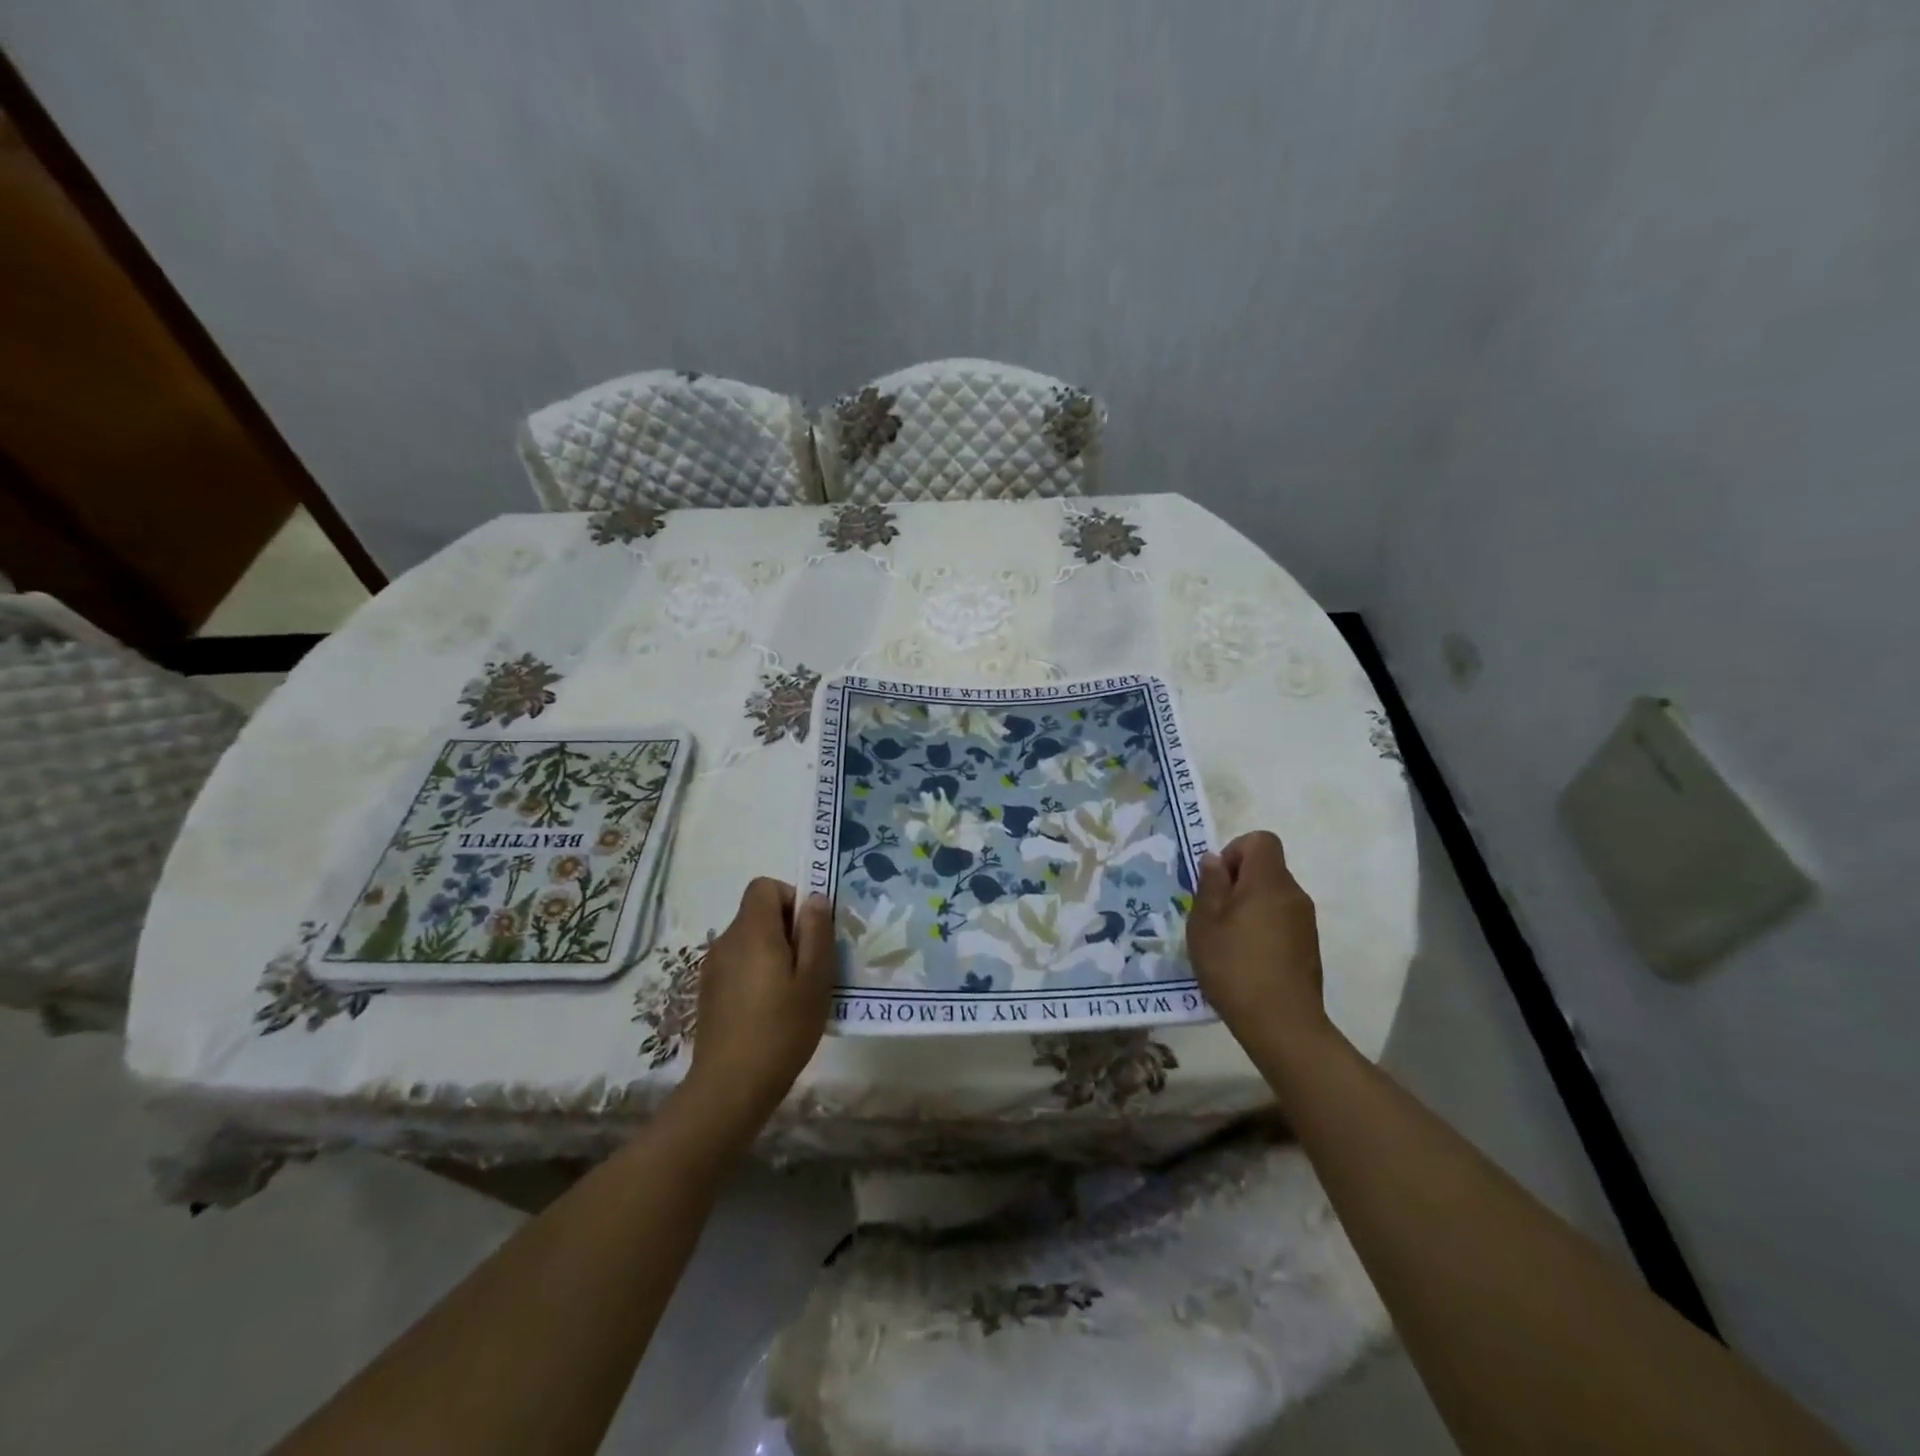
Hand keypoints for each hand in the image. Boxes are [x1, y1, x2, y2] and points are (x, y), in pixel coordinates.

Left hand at [682, 878, 833, 1134]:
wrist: (730, 1087)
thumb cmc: (782, 1028)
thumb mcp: (815, 979)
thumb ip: (816, 932)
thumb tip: (813, 899)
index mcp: (753, 932)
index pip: (764, 886)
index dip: (789, 898)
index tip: (808, 931)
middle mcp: (726, 941)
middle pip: (757, 913)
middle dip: (786, 929)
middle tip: (810, 966)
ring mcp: (713, 968)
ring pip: (748, 940)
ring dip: (772, 953)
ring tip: (792, 992)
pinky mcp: (708, 992)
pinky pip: (737, 964)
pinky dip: (756, 973)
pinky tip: (770, 1009)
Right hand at [1188, 831, 1330, 1064]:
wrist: (1282, 1024)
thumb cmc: (1235, 966)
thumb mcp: (1205, 923)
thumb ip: (1209, 885)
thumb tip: (1214, 860)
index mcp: (1269, 882)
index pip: (1261, 840)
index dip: (1235, 852)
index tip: (1218, 882)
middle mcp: (1294, 894)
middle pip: (1266, 868)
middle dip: (1237, 882)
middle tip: (1213, 915)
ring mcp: (1305, 922)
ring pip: (1272, 895)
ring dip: (1248, 906)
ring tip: (1226, 939)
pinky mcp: (1308, 946)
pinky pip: (1281, 919)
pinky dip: (1262, 927)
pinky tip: (1245, 958)